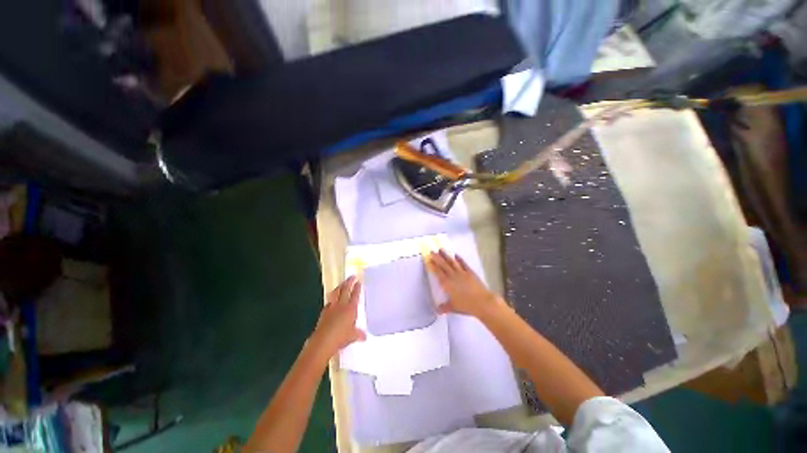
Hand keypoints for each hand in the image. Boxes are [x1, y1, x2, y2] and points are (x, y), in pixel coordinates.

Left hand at [310, 276, 365, 359]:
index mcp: (351, 308)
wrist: (323, 341)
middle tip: (352, 276)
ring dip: (340, 287)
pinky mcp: (324, 312)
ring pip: (336, 292)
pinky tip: (332, 299)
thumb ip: (359, 334)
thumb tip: (364, 337)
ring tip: (342, 284)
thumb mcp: (352, 336)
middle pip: (345, 289)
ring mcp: (331, 307)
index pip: (355, 294)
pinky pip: (329, 301)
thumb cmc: (340, 337)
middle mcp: (341, 305)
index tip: (359, 282)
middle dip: (349, 282)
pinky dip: (332, 298)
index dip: (357, 288)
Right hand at [427, 250, 504, 318]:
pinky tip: (455, 255)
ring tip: (441, 249)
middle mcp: (453, 276)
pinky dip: (459, 258)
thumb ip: (444, 307)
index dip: (433, 265)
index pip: (438, 272)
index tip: (428, 260)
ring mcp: (462, 272)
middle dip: (437, 257)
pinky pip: (463, 263)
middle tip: (431, 251)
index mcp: (447, 284)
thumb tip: (437, 310)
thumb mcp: (453, 308)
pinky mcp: (470, 272)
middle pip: (443, 265)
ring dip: (446, 255)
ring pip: (451, 262)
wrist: (482, 302)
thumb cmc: (466, 306)